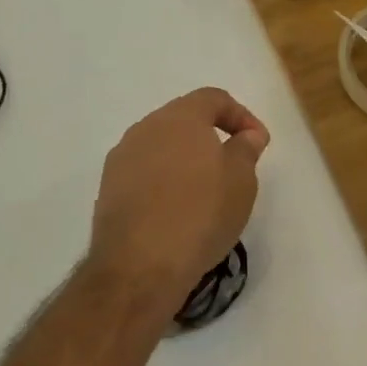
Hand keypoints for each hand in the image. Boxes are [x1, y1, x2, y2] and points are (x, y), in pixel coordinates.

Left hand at [86, 88, 269, 318]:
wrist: (139, 267)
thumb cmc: (200, 214)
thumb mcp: (241, 181)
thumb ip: (245, 149)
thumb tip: (246, 135)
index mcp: (180, 117)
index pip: (213, 98)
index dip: (241, 115)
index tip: (258, 143)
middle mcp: (146, 128)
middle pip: (184, 119)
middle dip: (211, 136)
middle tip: (234, 164)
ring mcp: (122, 158)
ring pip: (162, 146)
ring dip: (186, 159)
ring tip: (206, 190)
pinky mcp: (108, 189)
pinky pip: (145, 172)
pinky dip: (165, 181)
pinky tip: (177, 209)